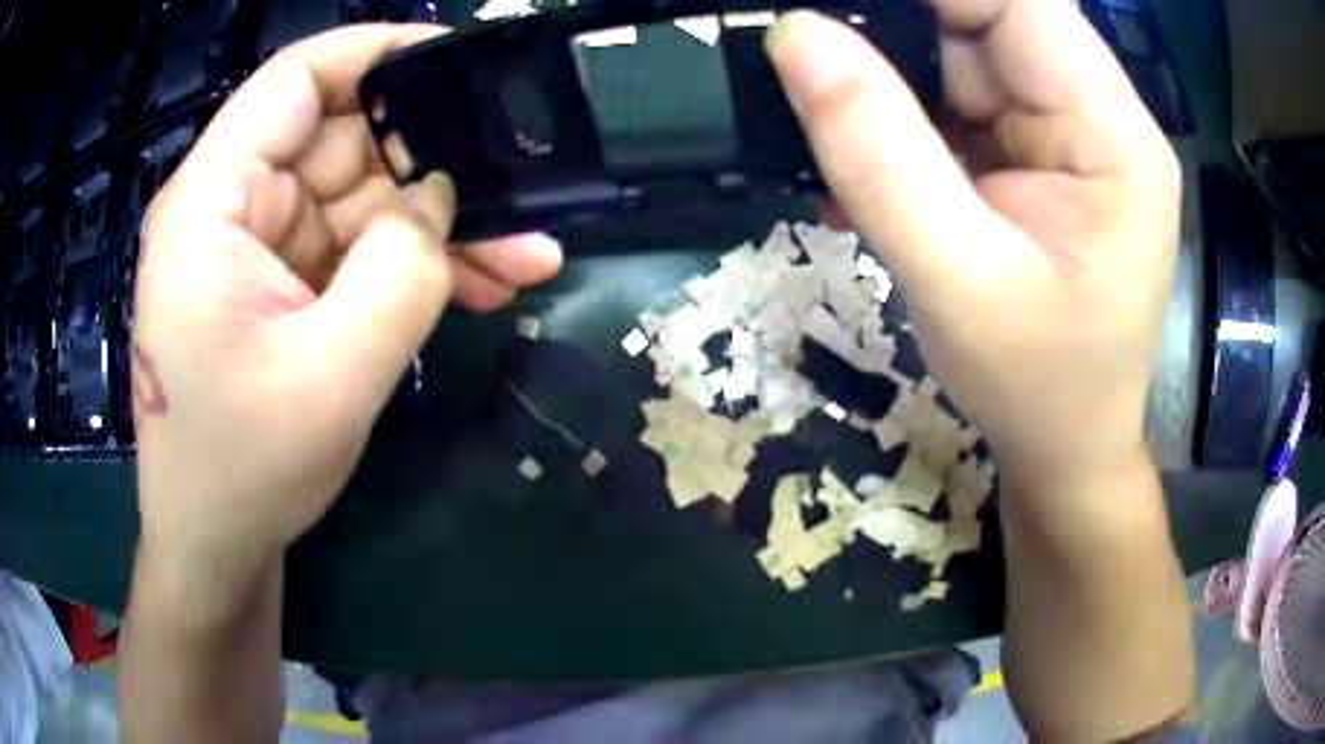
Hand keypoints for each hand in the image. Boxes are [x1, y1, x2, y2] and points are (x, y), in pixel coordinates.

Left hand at [133, 25, 562, 572]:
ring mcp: (256, 250)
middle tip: (518, 188)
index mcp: (212, 205)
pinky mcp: (279, 288)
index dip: (378, 51)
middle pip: (341, 143)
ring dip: (438, 227)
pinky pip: (354, 252)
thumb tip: (438, 199)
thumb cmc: (245, 469)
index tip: (459, 58)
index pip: (296, 80)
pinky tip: (483, 286)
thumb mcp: (333, 374)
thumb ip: (400, 270)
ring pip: (360, 203)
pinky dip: (413, 266)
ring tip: (523, 256)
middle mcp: (230, 210)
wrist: (216, 545)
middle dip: (431, 164)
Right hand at [767, 1, 1178, 498]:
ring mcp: (1072, 132)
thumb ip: (879, 153)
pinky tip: (874, 160)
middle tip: (819, 69)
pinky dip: (909, 117)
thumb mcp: (956, 280)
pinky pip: (965, 99)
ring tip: (850, 139)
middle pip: (990, 19)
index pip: (1021, 2)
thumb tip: (795, 35)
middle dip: (899, 37)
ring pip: (967, 54)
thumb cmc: (1035, 387)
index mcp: (1114, 135)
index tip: (835, 12)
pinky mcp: (1044, 154)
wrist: (1067, 449)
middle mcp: (1101, 115)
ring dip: (896, 82)